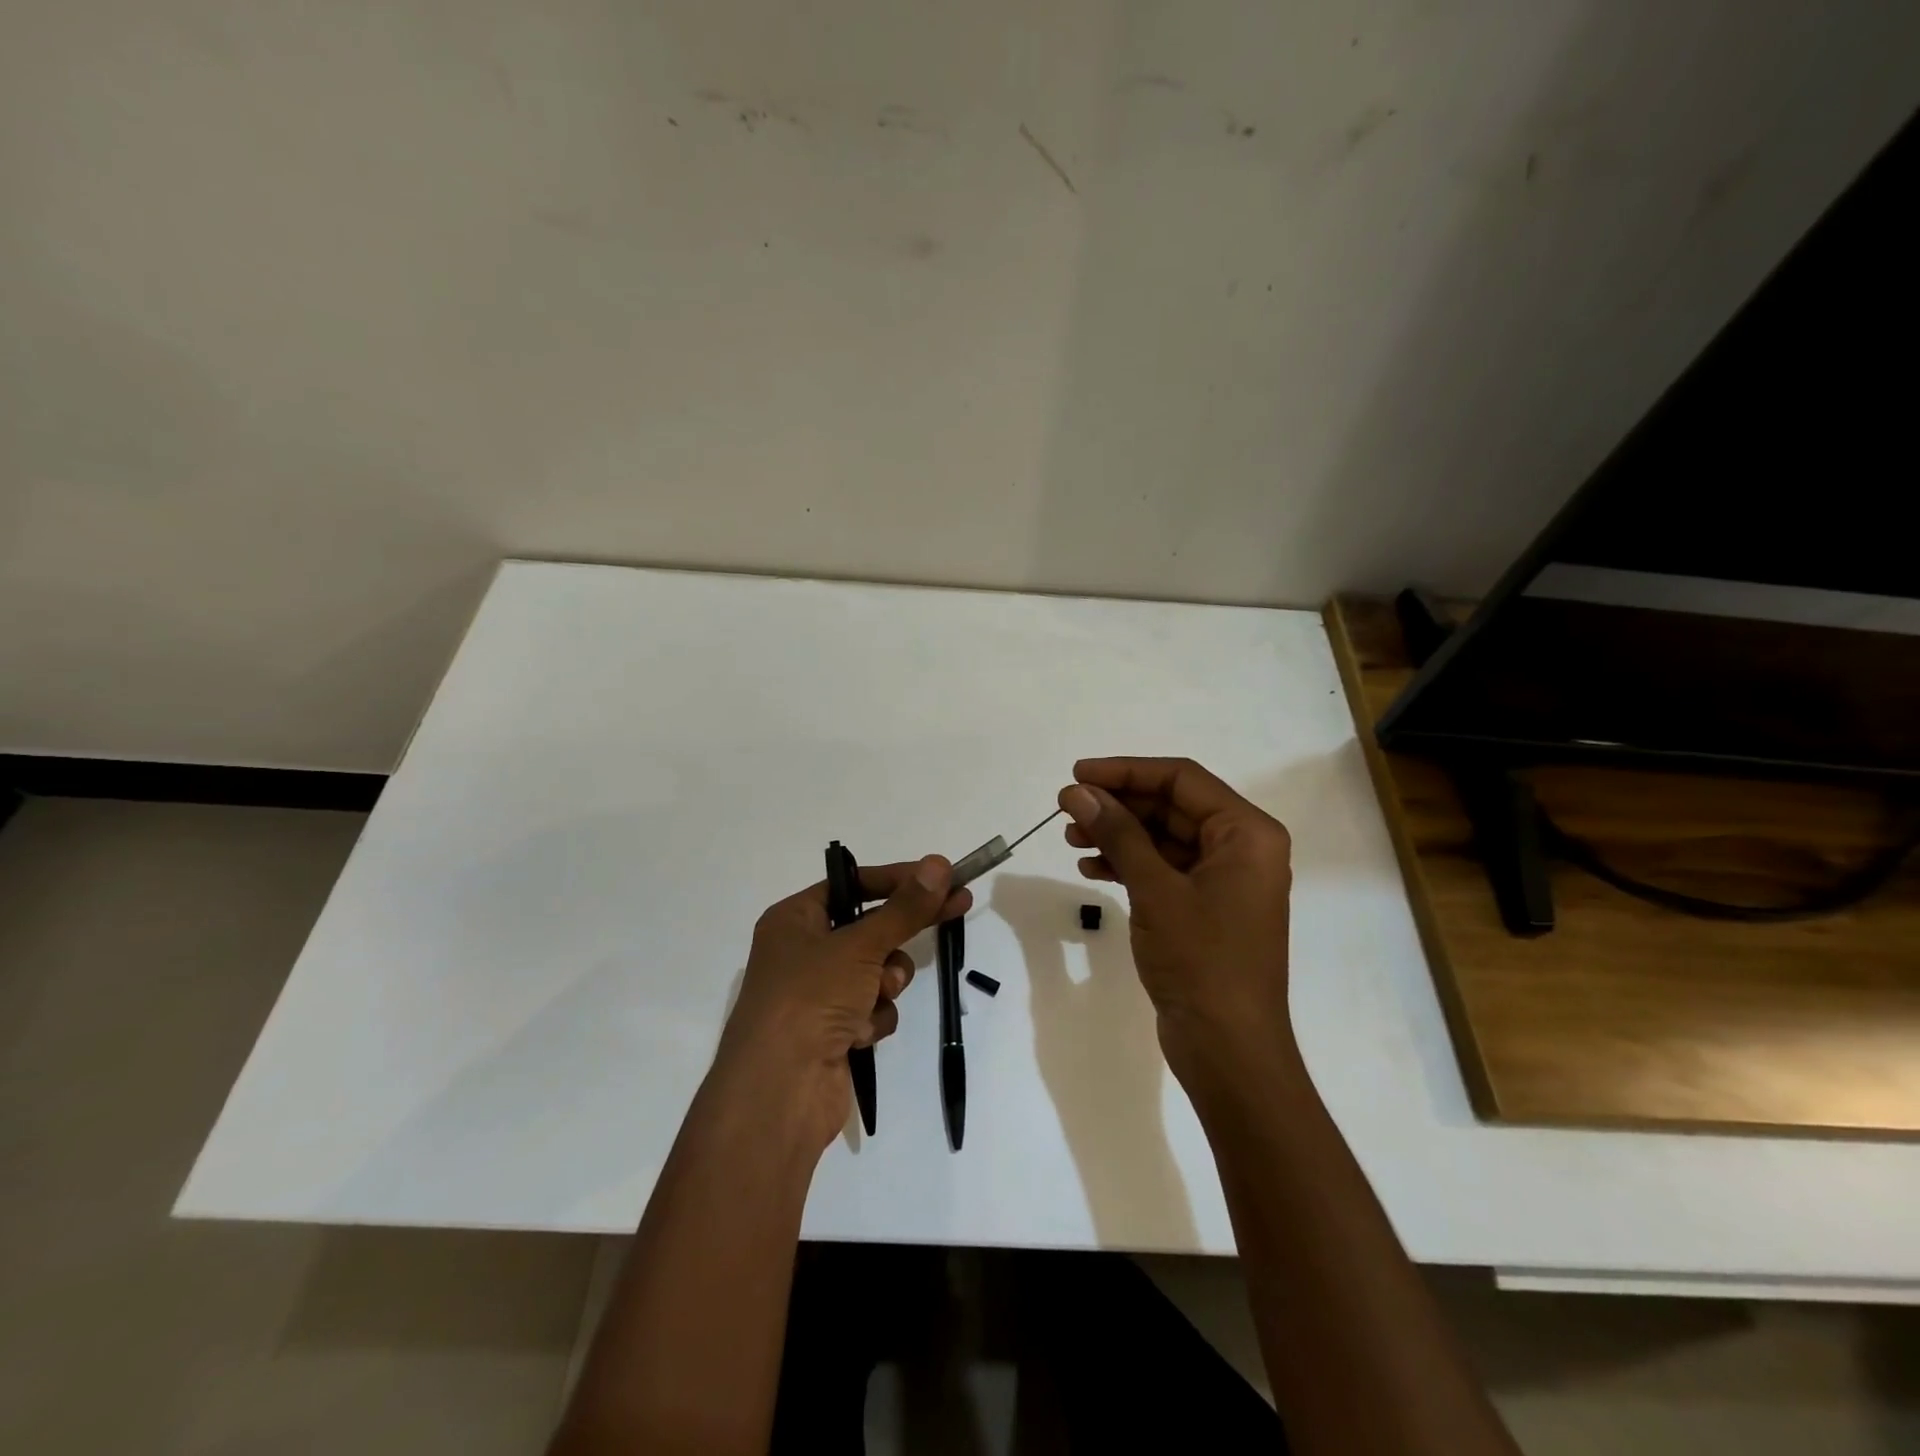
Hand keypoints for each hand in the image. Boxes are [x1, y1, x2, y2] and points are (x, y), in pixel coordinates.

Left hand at [716, 856, 970, 1152]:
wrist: (779, 1092)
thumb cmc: (810, 999)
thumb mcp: (861, 945)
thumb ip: (905, 908)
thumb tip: (939, 863)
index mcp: (794, 919)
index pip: (854, 884)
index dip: (899, 879)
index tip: (942, 875)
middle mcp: (803, 951)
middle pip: (870, 926)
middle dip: (902, 929)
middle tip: (958, 906)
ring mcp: (818, 993)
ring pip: (877, 970)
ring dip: (886, 981)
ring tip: (879, 993)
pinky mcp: (833, 1030)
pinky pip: (872, 1008)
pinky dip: (874, 1017)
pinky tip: (859, 1034)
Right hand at [1059, 758, 1293, 1091]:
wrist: (1228, 1049)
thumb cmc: (1201, 960)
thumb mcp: (1155, 890)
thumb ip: (1118, 833)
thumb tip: (1078, 791)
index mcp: (1247, 833)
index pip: (1181, 780)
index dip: (1126, 771)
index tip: (1077, 774)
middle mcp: (1241, 848)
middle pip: (1171, 806)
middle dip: (1118, 805)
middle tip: (1067, 808)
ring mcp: (1223, 879)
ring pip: (1163, 838)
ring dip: (1118, 834)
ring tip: (1070, 837)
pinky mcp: (1205, 907)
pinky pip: (1163, 869)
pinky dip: (1129, 864)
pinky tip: (1091, 867)